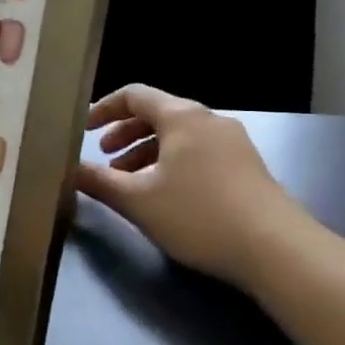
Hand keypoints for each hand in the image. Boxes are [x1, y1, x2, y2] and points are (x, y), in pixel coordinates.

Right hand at [77, 85, 307, 288]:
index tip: (83, 130)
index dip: (103, 109)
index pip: (134, 94)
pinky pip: (197, 153)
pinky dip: (171, 164)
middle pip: (157, 113)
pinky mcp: (246, 168)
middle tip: (103, 157)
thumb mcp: (137, 201)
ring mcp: (233, 143)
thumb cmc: (199, 216)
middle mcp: (209, 121)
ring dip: (146, 152)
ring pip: (178, 137)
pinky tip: (164, 195)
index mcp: (182, 117)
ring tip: (128, 182)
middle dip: (124, 133)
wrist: (277, 250)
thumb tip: (68, 169)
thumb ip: (98, 181)